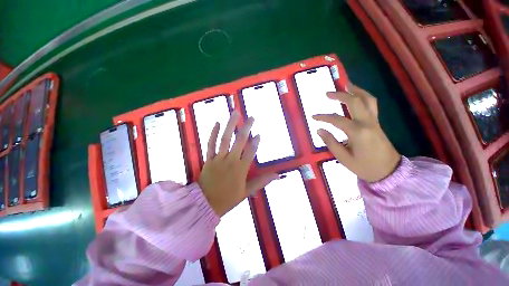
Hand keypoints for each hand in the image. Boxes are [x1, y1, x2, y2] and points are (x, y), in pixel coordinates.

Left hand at [199, 111, 277, 216]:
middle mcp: (231, 160)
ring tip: (235, 113)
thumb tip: (277, 176)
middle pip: (240, 141)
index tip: (259, 134)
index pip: (251, 152)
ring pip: (225, 139)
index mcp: (241, 169)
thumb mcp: (247, 192)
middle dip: (246, 128)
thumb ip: (262, 181)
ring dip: (231, 125)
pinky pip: (210, 144)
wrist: (205, 204)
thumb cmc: (228, 198)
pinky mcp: (209, 159)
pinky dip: (213, 133)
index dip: (256, 142)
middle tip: (251, 117)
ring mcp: (219, 158)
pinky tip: (217, 123)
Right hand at [313, 84, 400, 182]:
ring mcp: (374, 121)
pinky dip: (363, 96)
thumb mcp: (343, 158)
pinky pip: (371, 104)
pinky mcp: (377, 123)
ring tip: (345, 85)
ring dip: (356, 90)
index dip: (323, 117)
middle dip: (340, 95)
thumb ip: (330, 142)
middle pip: (355, 101)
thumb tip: (319, 130)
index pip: (337, 120)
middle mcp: (367, 123)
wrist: (389, 172)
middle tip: (328, 93)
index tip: (313, 117)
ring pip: (367, 99)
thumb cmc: (364, 167)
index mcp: (358, 132)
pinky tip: (356, 96)